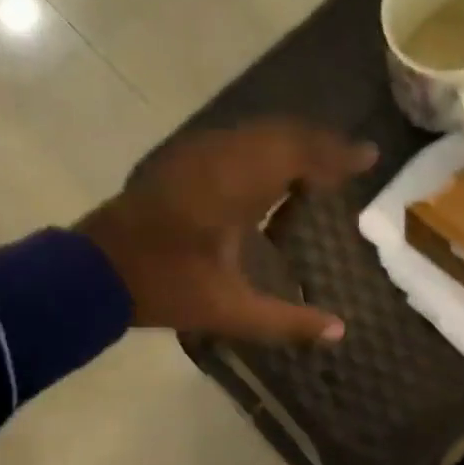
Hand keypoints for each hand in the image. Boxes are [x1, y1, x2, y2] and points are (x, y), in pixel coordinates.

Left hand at [78, 119, 375, 341]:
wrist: (94, 271)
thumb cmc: (165, 287)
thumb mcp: (229, 311)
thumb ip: (287, 321)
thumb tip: (339, 331)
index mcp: (234, 186)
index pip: (298, 153)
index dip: (337, 154)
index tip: (369, 156)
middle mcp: (218, 157)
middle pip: (281, 133)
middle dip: (319, 144)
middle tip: (350, 162)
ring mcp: (195, 154)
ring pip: (257, 133)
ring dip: (292, 144)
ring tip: (320, 167)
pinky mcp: (181, 160)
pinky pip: (237, 141)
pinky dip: (266, 149)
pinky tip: (273, 174)